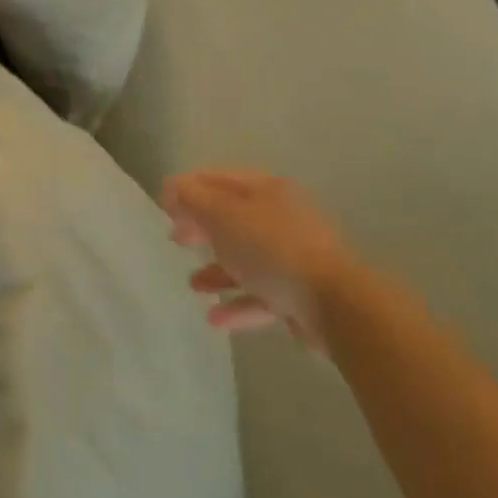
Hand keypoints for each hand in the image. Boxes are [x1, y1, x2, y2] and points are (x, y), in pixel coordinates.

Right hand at [163, 168, 361, 347]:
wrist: (333, 302)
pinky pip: (261, 294)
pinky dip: (238, 302)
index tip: (164, 203)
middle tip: (175, 238)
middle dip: (203, 227)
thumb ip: (196, 201)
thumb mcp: (226, 217)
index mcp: (266, 190)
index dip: (190, 188)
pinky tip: (215, 319)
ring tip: (193, 284)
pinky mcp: (298, 293)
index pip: (221, 179)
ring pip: (247, 257)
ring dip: (218, 269)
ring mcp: (292, 256)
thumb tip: (173, 185)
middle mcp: (280, 217)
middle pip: (234, 217)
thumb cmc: (273, 250)